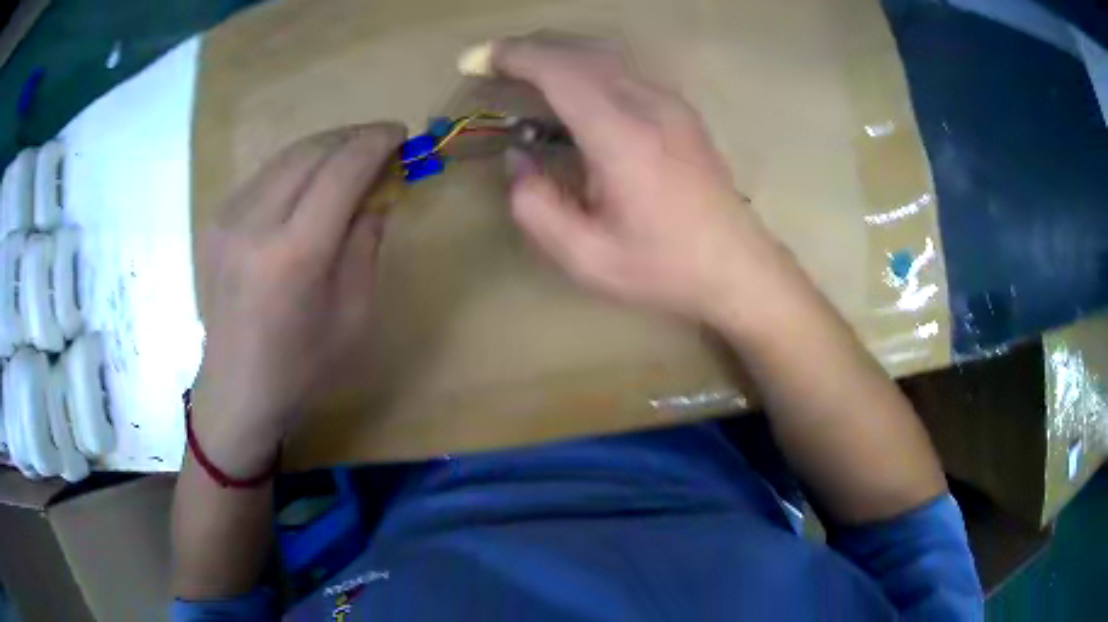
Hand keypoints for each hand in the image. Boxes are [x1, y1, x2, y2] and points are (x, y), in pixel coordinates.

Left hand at [191, 123, 404, 475]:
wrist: (236, 390)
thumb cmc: (302, 366)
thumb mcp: (354, 313)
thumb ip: (366, 242)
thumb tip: (377, 192)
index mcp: (294, 255)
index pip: (341, 171)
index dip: (376, 142)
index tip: (400, 133)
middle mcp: (254, 224)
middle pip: (312, 151)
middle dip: (352, 137)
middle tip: (380, 143)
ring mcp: (228, 219)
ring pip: (286, 156)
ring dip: (324, 148)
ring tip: (350, 158)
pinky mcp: (215, 221)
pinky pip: (264, 176)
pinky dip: (295, 168)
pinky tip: (309, 184)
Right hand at [491, 37, 793, 326]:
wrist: (737, 267)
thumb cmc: (664, 268)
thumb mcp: (585, 257)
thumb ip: (535, 206)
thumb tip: (518, 160)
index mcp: (621, 136)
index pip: (559, 70)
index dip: (513, 56)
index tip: (478, 58)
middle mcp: (649, 105)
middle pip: (581, 51)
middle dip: (531, 49)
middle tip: (494, 63)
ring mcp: (672, 103)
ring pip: (606, 55)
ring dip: (561, 54)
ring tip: (527, 73)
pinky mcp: (682, 111)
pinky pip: (626, 71)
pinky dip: (588, 67)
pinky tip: (576, 92)